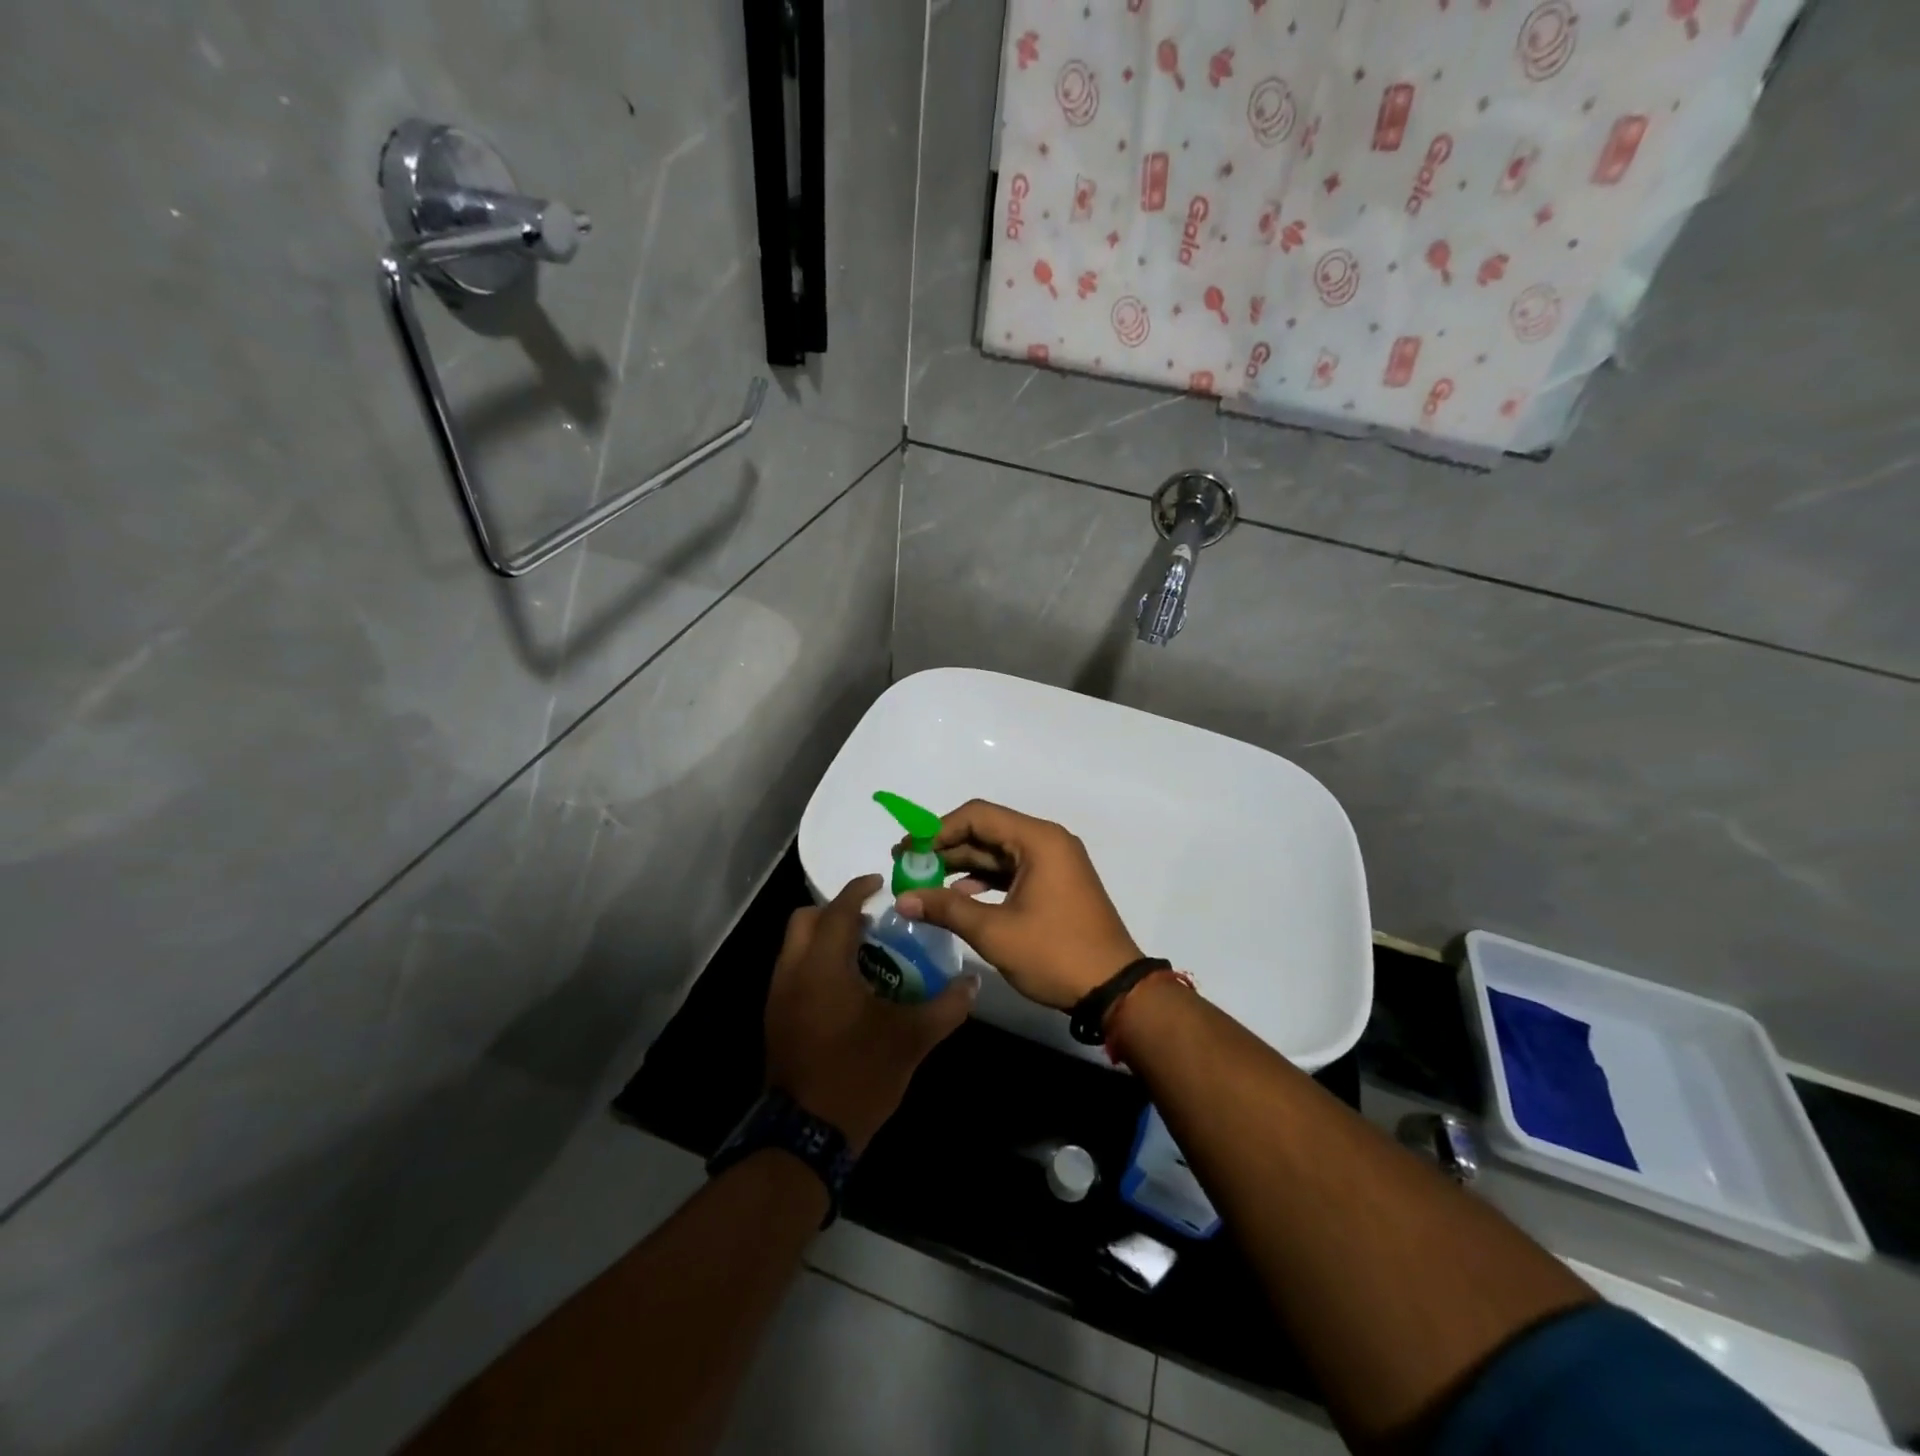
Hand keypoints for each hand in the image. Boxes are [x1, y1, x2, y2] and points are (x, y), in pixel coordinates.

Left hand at [764, 874, 976, 1153]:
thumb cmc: (859, 1075)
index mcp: (824, 966)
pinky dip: (815, 963)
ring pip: (795, 946)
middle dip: (836, 911)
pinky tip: (845, 988)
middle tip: (870, 921)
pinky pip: (793, 971)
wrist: (807, 1135)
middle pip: (806, 920)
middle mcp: (793, 972)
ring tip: (862, 953)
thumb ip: (946, 1007)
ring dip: (824, 938)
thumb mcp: (912, 1039)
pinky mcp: (775, 1018)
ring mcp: (778, 996)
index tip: (879, 882)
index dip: (858, 890)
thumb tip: (972, 985)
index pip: (839, 911)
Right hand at [894, 800, 1143, 1011]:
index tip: (907, 849)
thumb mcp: (995, 932)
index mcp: (1038, 840)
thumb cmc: (1055, 953)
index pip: (977, 815)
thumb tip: (902, 898)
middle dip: (946, 847)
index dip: (937, 829)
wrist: (1114, 990)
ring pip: (998, 852)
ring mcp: (1053, 863)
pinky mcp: (1055, 884)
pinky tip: (959, 896)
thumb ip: (947, 908)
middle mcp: (1047, 842)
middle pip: (987, 830)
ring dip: (962, 864)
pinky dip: (984, 880)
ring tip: (925, 882)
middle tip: (908, 865)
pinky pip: (1012, 870)